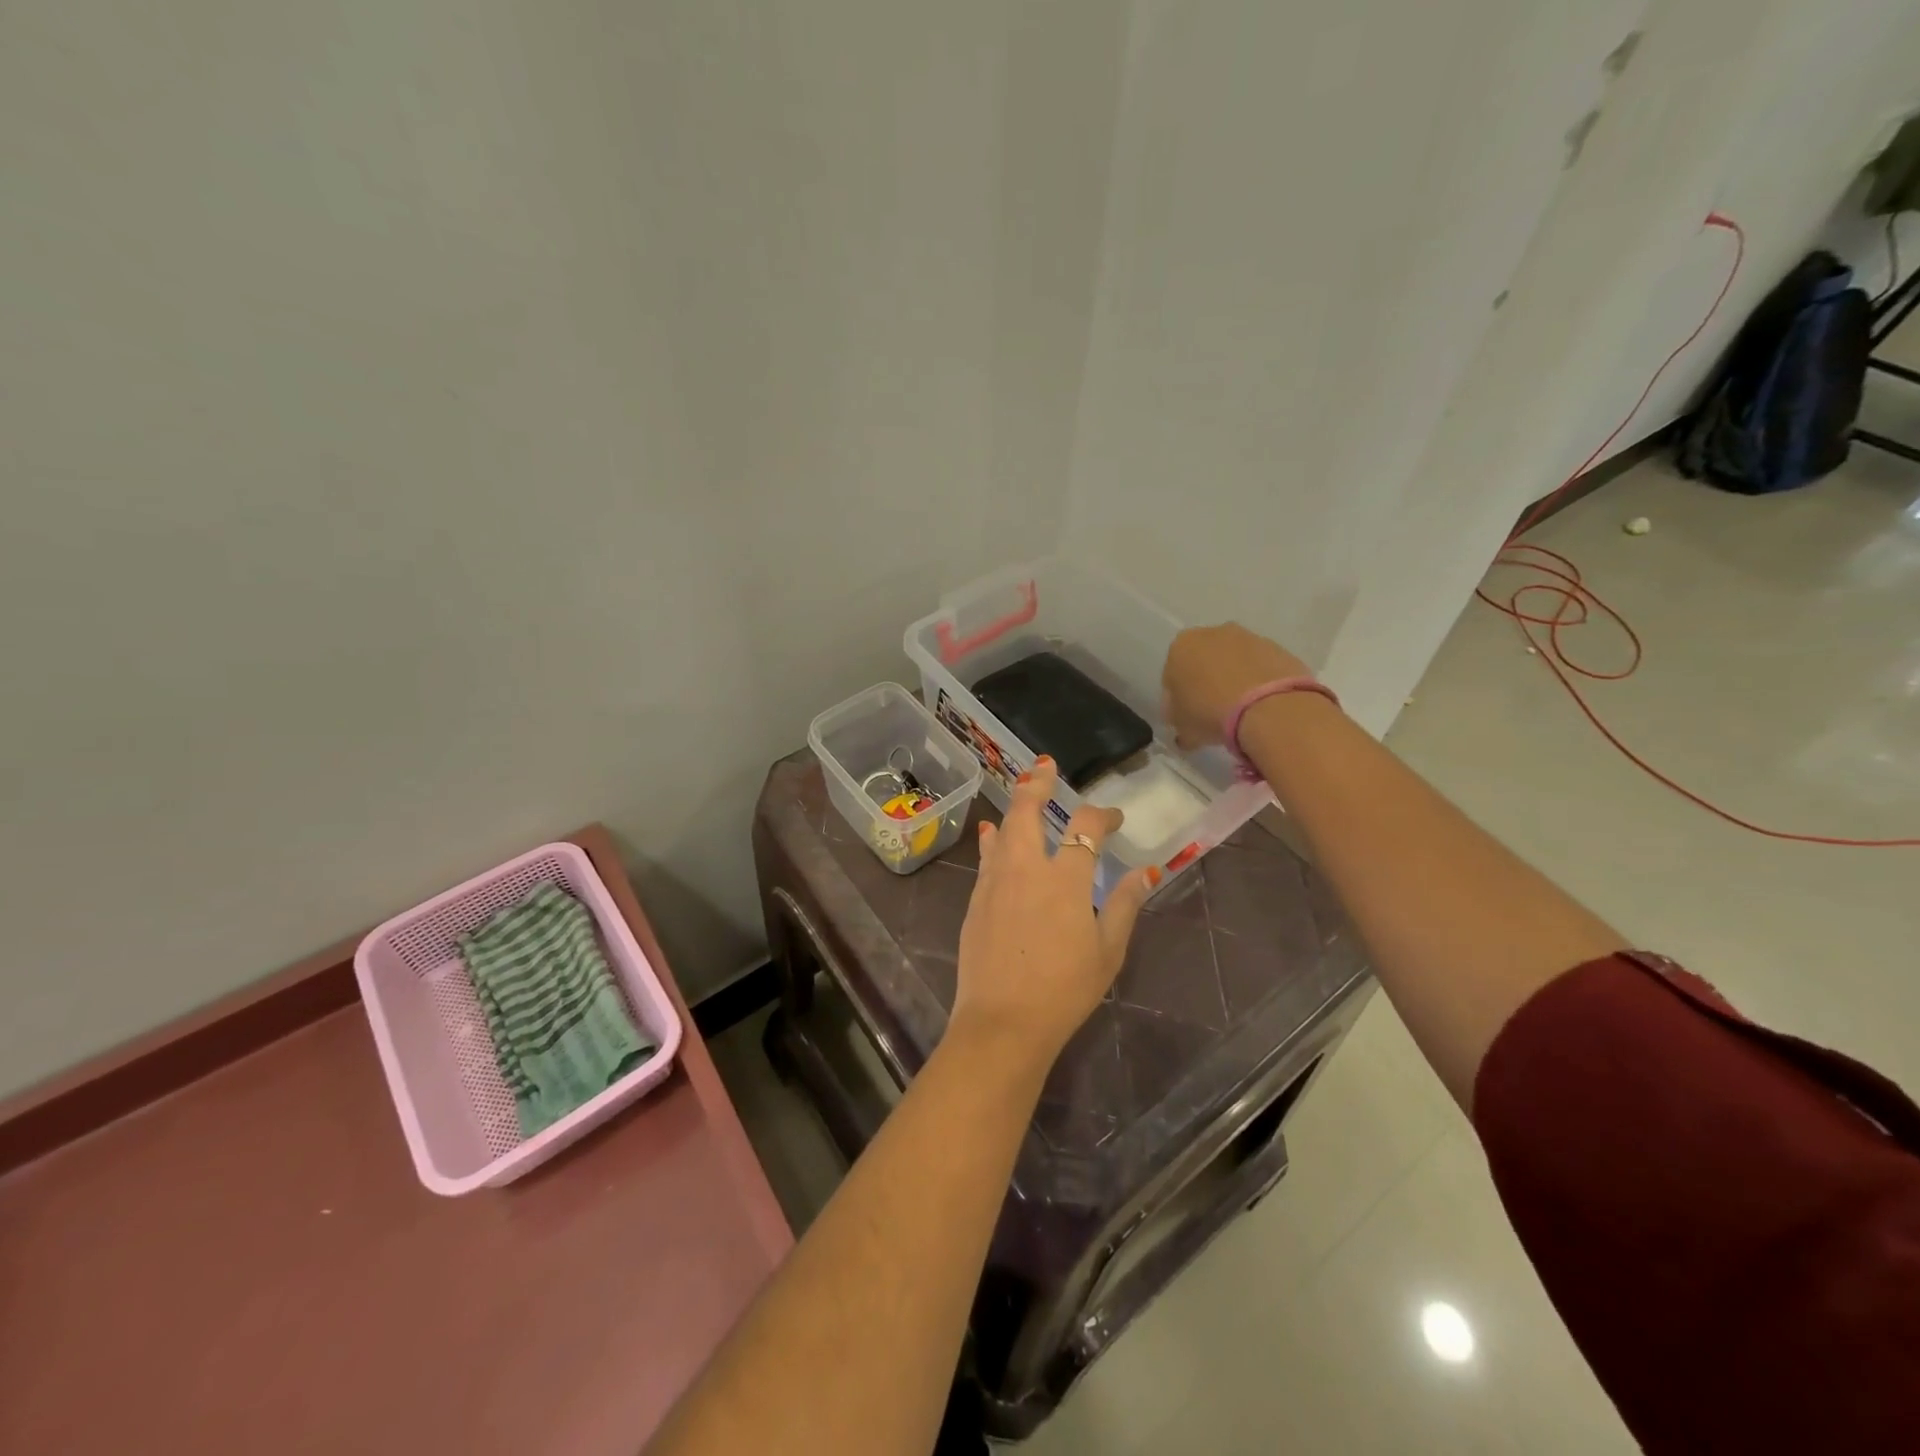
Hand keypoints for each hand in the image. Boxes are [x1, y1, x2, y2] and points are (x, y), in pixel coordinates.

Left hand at [949, 757, 1156, 1076]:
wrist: (1003, 1021)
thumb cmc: (1064, 989)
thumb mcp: (1107, 950)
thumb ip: (1123, 904)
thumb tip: (1146, 871)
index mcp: (1065, 879)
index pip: (1086, 828)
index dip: (1102, 815)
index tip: (1114, 818)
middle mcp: (1026, 868)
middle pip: (1028, 811)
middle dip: (1037, 784)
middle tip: (1045, 766)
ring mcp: (995, 882)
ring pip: (1002, 830)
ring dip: (1014, 807)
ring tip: (1021, 791)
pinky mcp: (975, 900)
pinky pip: (986, 857)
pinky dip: (993, 840)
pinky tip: (992, 835)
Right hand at [1162, 624, 1311, 749]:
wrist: (1268, 708)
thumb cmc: (1210, 713)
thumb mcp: (1182, 728)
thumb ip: (1179, 723)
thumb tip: (1185, 731)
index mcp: (1180, 647)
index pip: (1172, 674)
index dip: (1178, 699)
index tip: (1187, 717)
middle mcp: (1211, 633)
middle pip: (1204, 661)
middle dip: (1206, 682)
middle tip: (1213, 713)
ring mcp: (1248, 637)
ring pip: (1234, 662)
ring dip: (1234, 680)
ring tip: (1241, 712)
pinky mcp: (1278, 647)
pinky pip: (1260, 668)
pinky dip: (1258, 682)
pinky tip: (1261, 707)